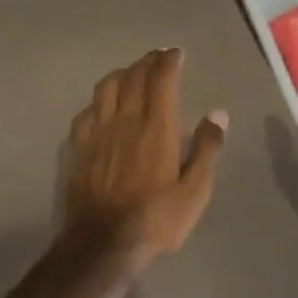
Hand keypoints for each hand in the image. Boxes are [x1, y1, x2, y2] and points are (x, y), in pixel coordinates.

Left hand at [63, 48, 227, 267]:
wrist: (102, 244)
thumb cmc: (155, 219)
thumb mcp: (194, 191)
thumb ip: (206, 149)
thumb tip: (218, 113)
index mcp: (156, 127)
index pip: (162, 79)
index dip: (169, 61)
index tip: (177, 53)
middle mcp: (126, 120)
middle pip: (133, 76)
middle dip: (147, 61)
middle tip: (158, 58)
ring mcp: (98, 132)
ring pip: (106, 87)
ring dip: (121, 74)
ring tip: (131, 74)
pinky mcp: (79, 148)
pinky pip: (86, 112)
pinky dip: (98, 101)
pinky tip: (101, 107)